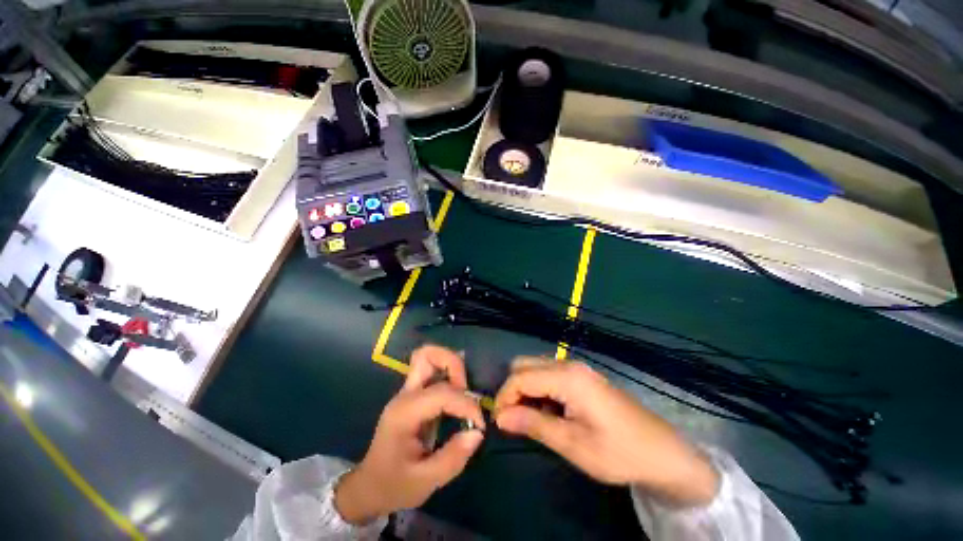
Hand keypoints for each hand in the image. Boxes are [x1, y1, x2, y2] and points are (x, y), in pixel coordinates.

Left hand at [336, 345, 484, 523]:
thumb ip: (453, 458)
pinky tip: (457, 392)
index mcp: (405, 413)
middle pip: (427, 355)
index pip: (442, 392)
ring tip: (462, 391)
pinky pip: (431, 369)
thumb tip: (477, 432)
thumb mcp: (424, 482)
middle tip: (466, 393)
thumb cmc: (393, 485)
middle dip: (454, 366)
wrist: (368, 487)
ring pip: (428, 356)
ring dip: (450, 366)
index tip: (479, 425)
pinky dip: (447, 373)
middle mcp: (405, 395)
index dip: (466, 404)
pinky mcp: (412, 394)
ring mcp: (407, 392)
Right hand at [494, 358, 718, 505]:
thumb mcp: (572, 444)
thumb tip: (500, 417)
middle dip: (512, 390)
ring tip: (532, 419)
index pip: (520, 377)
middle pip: (524, 365)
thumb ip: (533, 425)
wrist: (663, 453)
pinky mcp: (581, 376)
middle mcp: (568, 364)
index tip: (499, 423)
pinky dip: (539, 390)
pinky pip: (548, 374)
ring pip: (535, 367)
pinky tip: (549, 412)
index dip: (504, 397)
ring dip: (525, 390)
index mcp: (567, 377)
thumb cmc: (619, 452)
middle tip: (515, 420)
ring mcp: (576, 368)